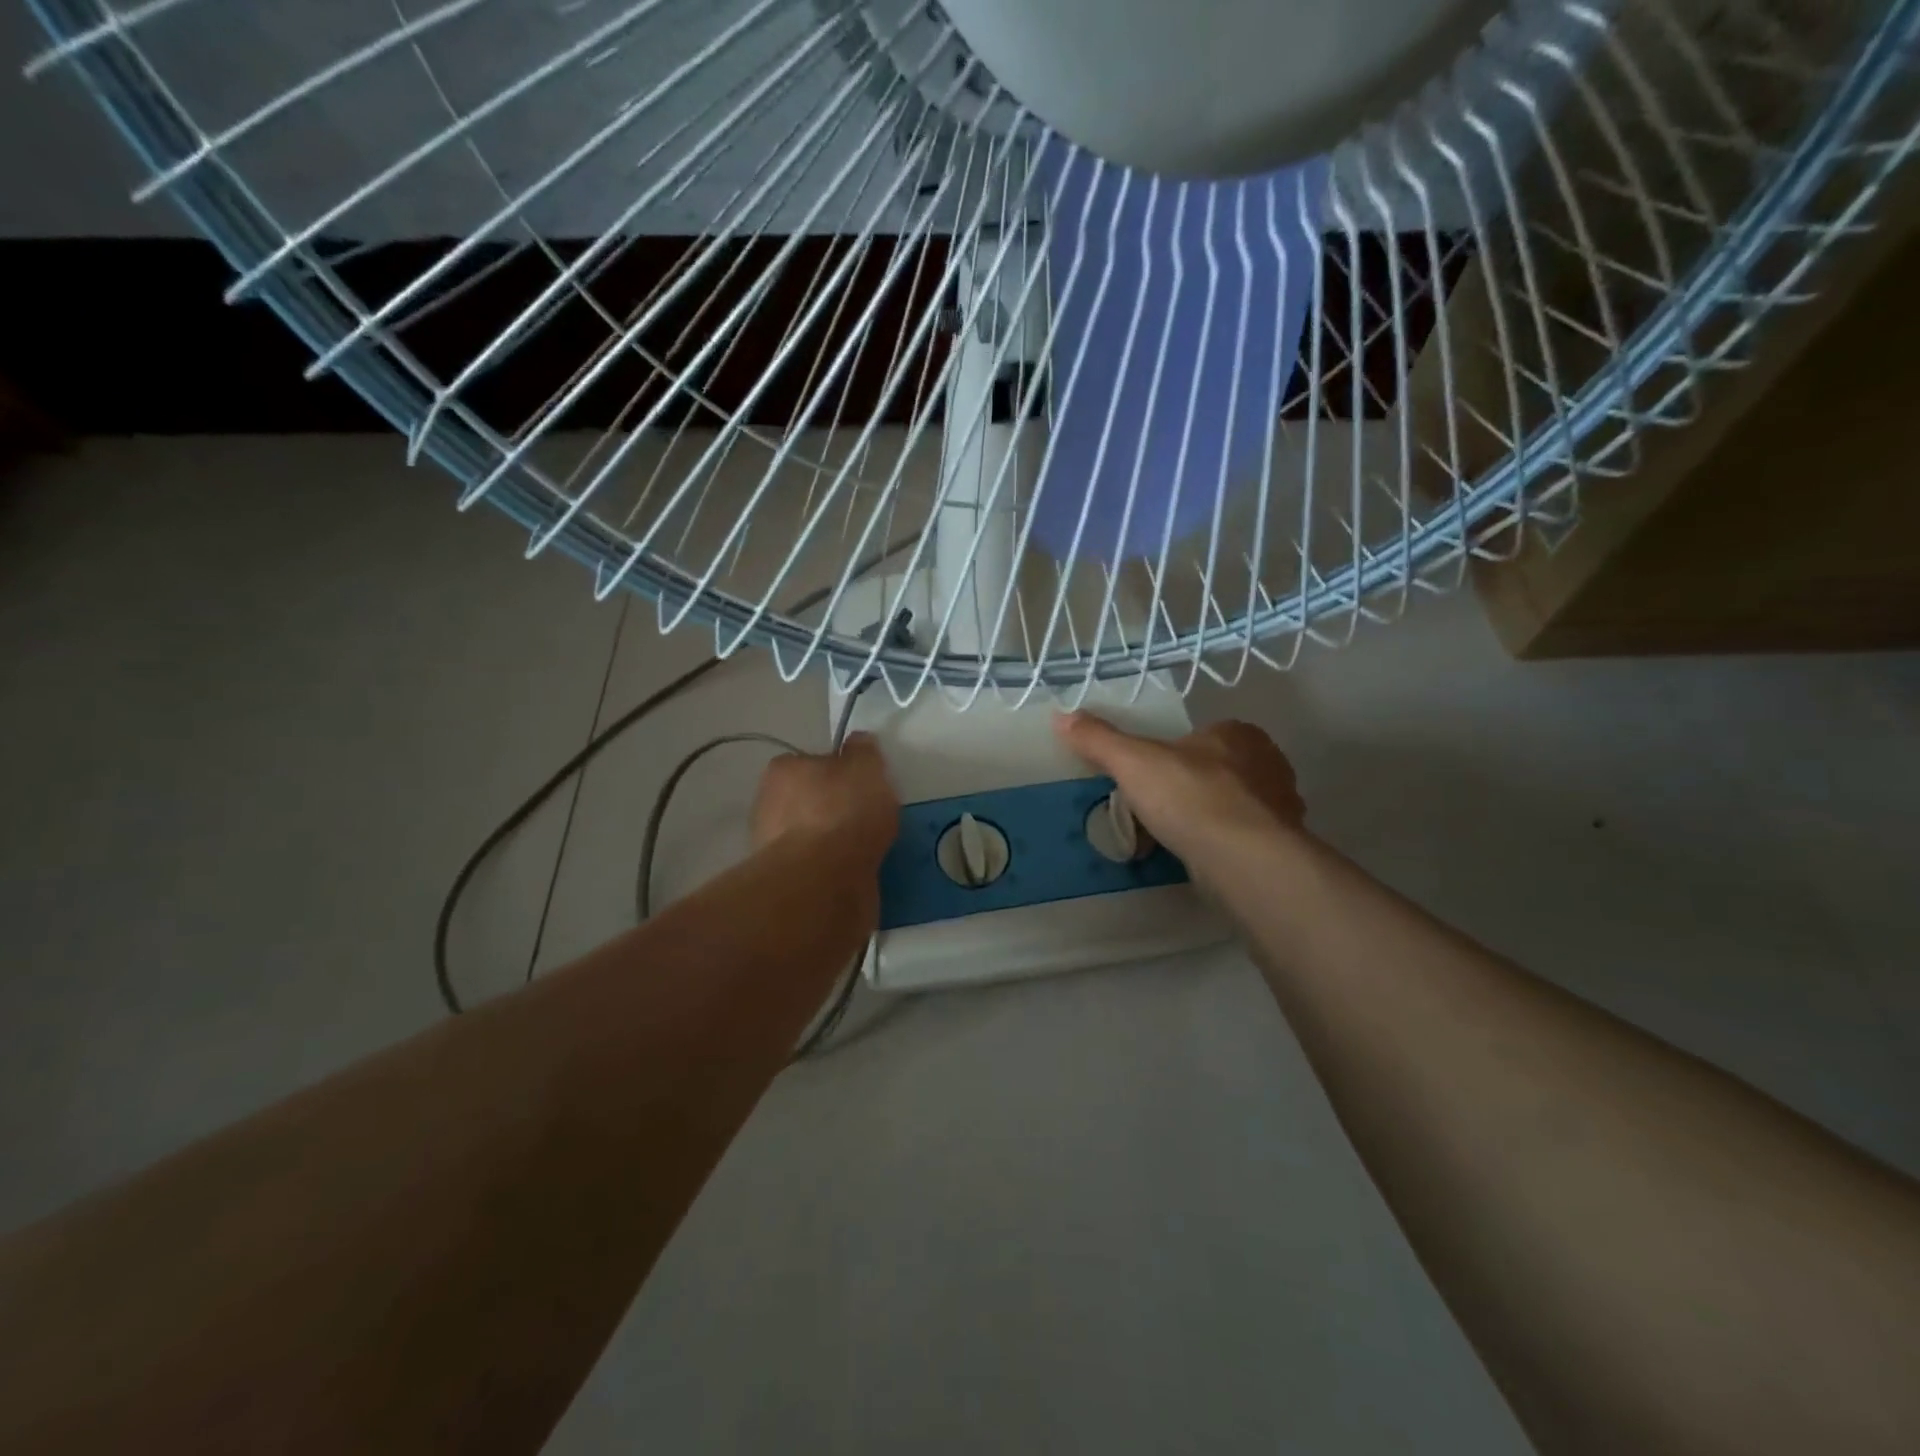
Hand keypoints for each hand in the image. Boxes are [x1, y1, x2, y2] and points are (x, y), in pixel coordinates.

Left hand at [752, 732, 899, 873]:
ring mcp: (770, 845)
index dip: (841, 772)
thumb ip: (863, 752)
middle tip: (867, 818)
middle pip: (809, 800)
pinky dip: (831, 867)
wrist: (821, 881)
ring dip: (832, 841)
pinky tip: (854, 871)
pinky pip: (814, 865)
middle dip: (834, 808)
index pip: (813, 762)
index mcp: (783, 769)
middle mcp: (767, 803)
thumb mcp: (866, 768)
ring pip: (810, 835)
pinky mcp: (782, 881)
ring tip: (866, 849)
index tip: (863, 786)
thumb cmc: (843, 812)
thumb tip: (858, 742)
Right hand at [1053, 712, 1304, 869]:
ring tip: (1171, 841)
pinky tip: (1198, 862)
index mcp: (1237, 734)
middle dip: (1187, 789)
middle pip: (1215, 772)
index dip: (1171, 755)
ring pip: (1231, 807)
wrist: (1245, 860)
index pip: (1200, 735)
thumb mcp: (1132, 762)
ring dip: (1205, 820)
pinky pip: (1242, 840)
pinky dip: (1220, 847)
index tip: (1147, 779)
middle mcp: (1267, 763)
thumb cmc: (1191, 798)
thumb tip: (1061, 715)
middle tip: (1154, 812)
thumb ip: (1099, 739)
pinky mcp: (1282, 847)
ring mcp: (1279, 807)